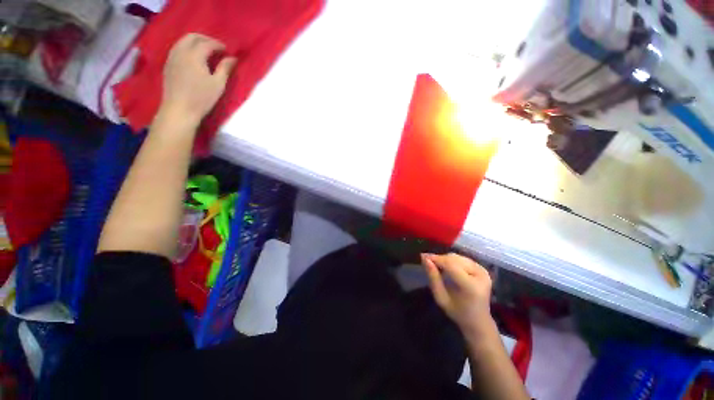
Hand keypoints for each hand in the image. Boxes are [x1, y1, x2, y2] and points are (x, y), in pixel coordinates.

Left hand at [157, 33, 237, 127]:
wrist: (179, 110)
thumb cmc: (202, 98)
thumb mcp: (218, 84)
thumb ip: (225, 69)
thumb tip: (233, 58)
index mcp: (194, 55)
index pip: (207, 43)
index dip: (218, 45)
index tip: (227, 50)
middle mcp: (181, 51)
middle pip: (192, 37)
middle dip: (205, 39)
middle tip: (216, 47)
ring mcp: (172, 57)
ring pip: (182, 41)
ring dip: (195, 42)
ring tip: (205, 52)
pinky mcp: (168, 65)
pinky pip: (177, 49)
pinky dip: (187, 48)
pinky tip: (193, 58)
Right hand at [421, 253, 493, 334]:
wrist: (479, 321)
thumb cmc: (458, 312)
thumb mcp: (441, 298)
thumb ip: (433, 278)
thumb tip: (425, 259)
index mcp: (471, 286)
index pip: (451, 265)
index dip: (436, 259)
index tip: (423, 257)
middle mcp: (480, 275)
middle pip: (454, 259)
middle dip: (440, 258)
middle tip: (428, 262)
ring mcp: (483, 271)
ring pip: (458, 257)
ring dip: (445, 259)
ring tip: (436, 265)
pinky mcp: (483, 269)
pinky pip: (463, 259)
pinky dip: (452, 260)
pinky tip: (446, 267)